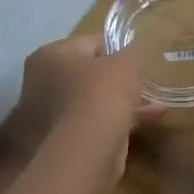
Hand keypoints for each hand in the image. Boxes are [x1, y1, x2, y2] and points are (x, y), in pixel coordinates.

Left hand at [13, 36, 153, 147]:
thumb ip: (134, 50)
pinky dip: (117, 120)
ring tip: (153, 105)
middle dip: (118, 80)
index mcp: (49, 56)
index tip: (137, 62)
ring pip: (92, 100)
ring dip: (121, 101)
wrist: (86, 150)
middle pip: (88, 74)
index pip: (90, 43)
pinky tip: (148, 122)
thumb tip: (136, 48)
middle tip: (142, 84)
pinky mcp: (60, 140)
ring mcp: (47, 114)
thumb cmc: (102, 93)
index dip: (118, 50)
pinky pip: (93, 122)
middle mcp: (40, 82)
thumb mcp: (128, 62)